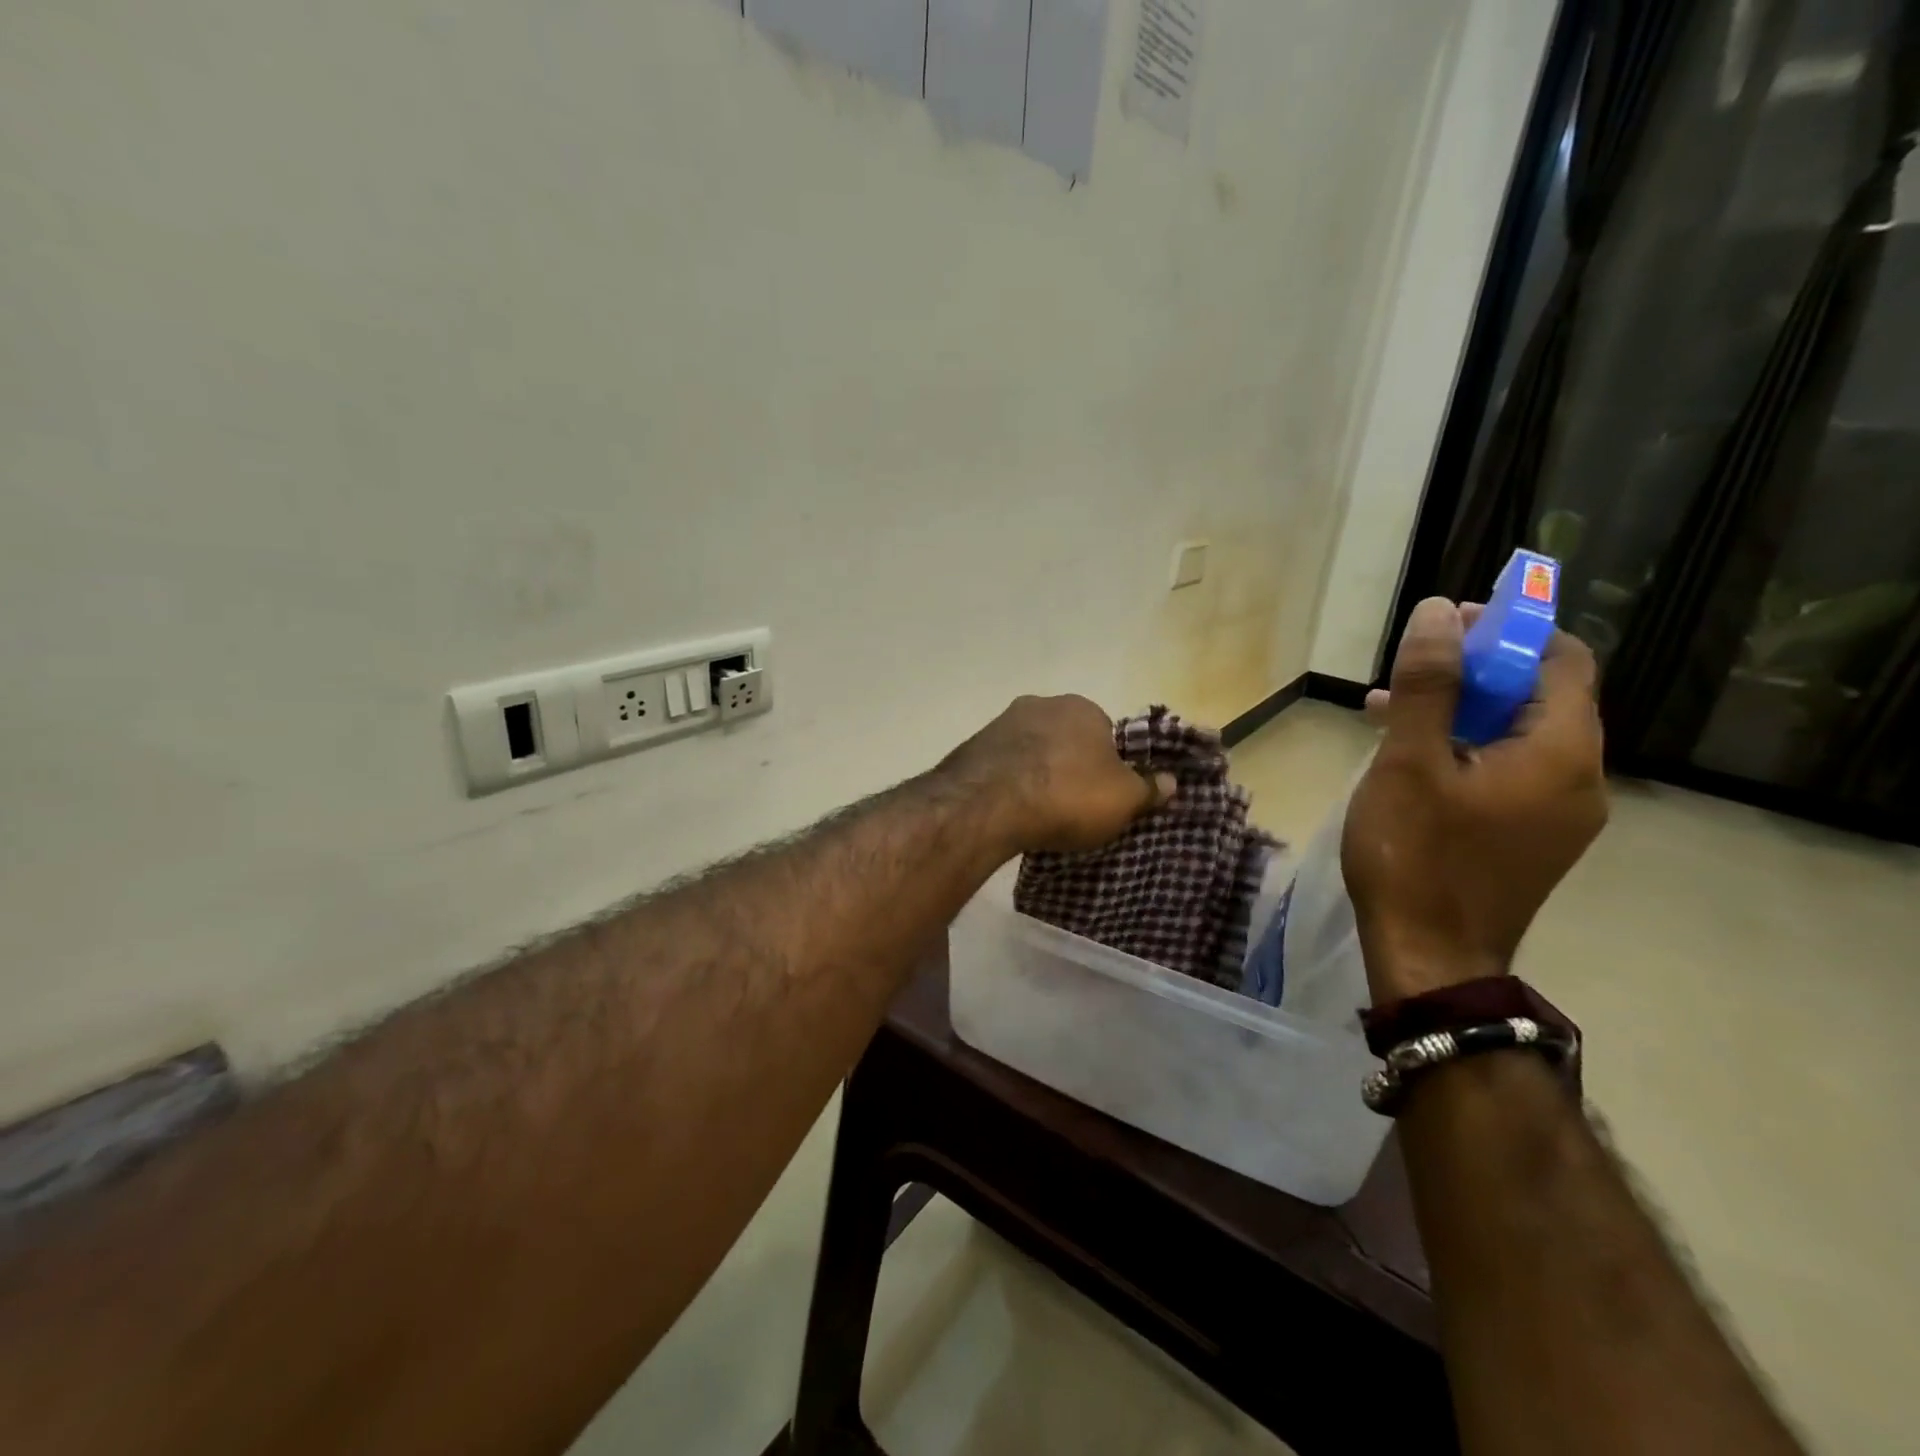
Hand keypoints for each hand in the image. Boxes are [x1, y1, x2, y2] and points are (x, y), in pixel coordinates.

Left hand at [942, 695, 1175, 854]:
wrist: (987, 805)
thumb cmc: (1067, 795)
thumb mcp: (1123, 799)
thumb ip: (1149, 788)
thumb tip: (1172, 781)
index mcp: (1082, 707)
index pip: (1105, 734)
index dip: (1108, 766)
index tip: (1103, 795)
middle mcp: (1040, 704)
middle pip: (1065, 739)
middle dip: (1069, 766)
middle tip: (1071, 805)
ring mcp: (1001, 723)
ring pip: (1031, 750)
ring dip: (1036, 773)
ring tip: (1038, 812)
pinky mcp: (972, 747)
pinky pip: (1002, 765)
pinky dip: (1009, 783)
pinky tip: (1011, 809)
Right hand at [1342, 597, 1607, 1002]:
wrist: (1430, 957)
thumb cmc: (1416, 855)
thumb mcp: (1409, 762)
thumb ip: (1429, 684)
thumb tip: (1440, 612)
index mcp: (1561, 752)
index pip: (1562, 660)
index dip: (1509, 631)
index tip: (1446, 627)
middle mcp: (1579, 778)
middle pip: (1540, 696)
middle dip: (1475, 671)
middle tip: (1410, 670)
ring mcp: (1560, 813)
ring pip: (1518, 735)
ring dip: (1462, 711)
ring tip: (1392, 710)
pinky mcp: (1532, 838)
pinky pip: (1509, 771)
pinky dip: (1466, 749)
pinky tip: (1410, 759)